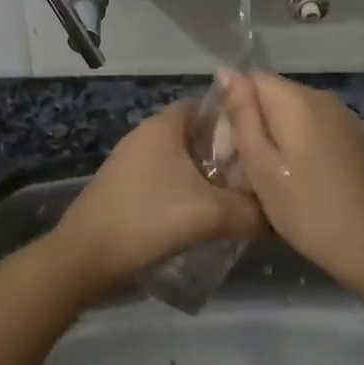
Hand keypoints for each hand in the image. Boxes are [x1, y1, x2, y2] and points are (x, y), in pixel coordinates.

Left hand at [51, 101, 265, 289]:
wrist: (84, 259)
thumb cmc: (146, 219)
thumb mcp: (209, 214)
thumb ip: (250, 212)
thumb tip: (279, 215)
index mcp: (163, 126)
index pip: (207, 106)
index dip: (236, 120)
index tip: (262, 142)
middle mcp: (146, 137)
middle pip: (197, 136)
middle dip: (227, 155)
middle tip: (257, 177)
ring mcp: (132, 164)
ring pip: (183, 163)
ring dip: (209, 179)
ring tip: (239, 201)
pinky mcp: (126, 190)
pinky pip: (168, 182)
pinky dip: (188, 194)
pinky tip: (206, 219)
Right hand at [216, 69, 363, 283]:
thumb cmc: (305, 207)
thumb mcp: (260, 164)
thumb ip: (242, 115)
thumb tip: (227, 71)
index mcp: (296, 99)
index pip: (252, 79)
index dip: (235, 106)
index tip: (230, 144)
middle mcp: (323, 97)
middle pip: (275, 95)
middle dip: (256, 122)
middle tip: (246, 167)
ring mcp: (345, 117)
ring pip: (296, 112)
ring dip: (279, 135)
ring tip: (271, 175)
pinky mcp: (357, 137)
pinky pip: (317, 127)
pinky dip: (301, 143)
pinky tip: (301, 177)